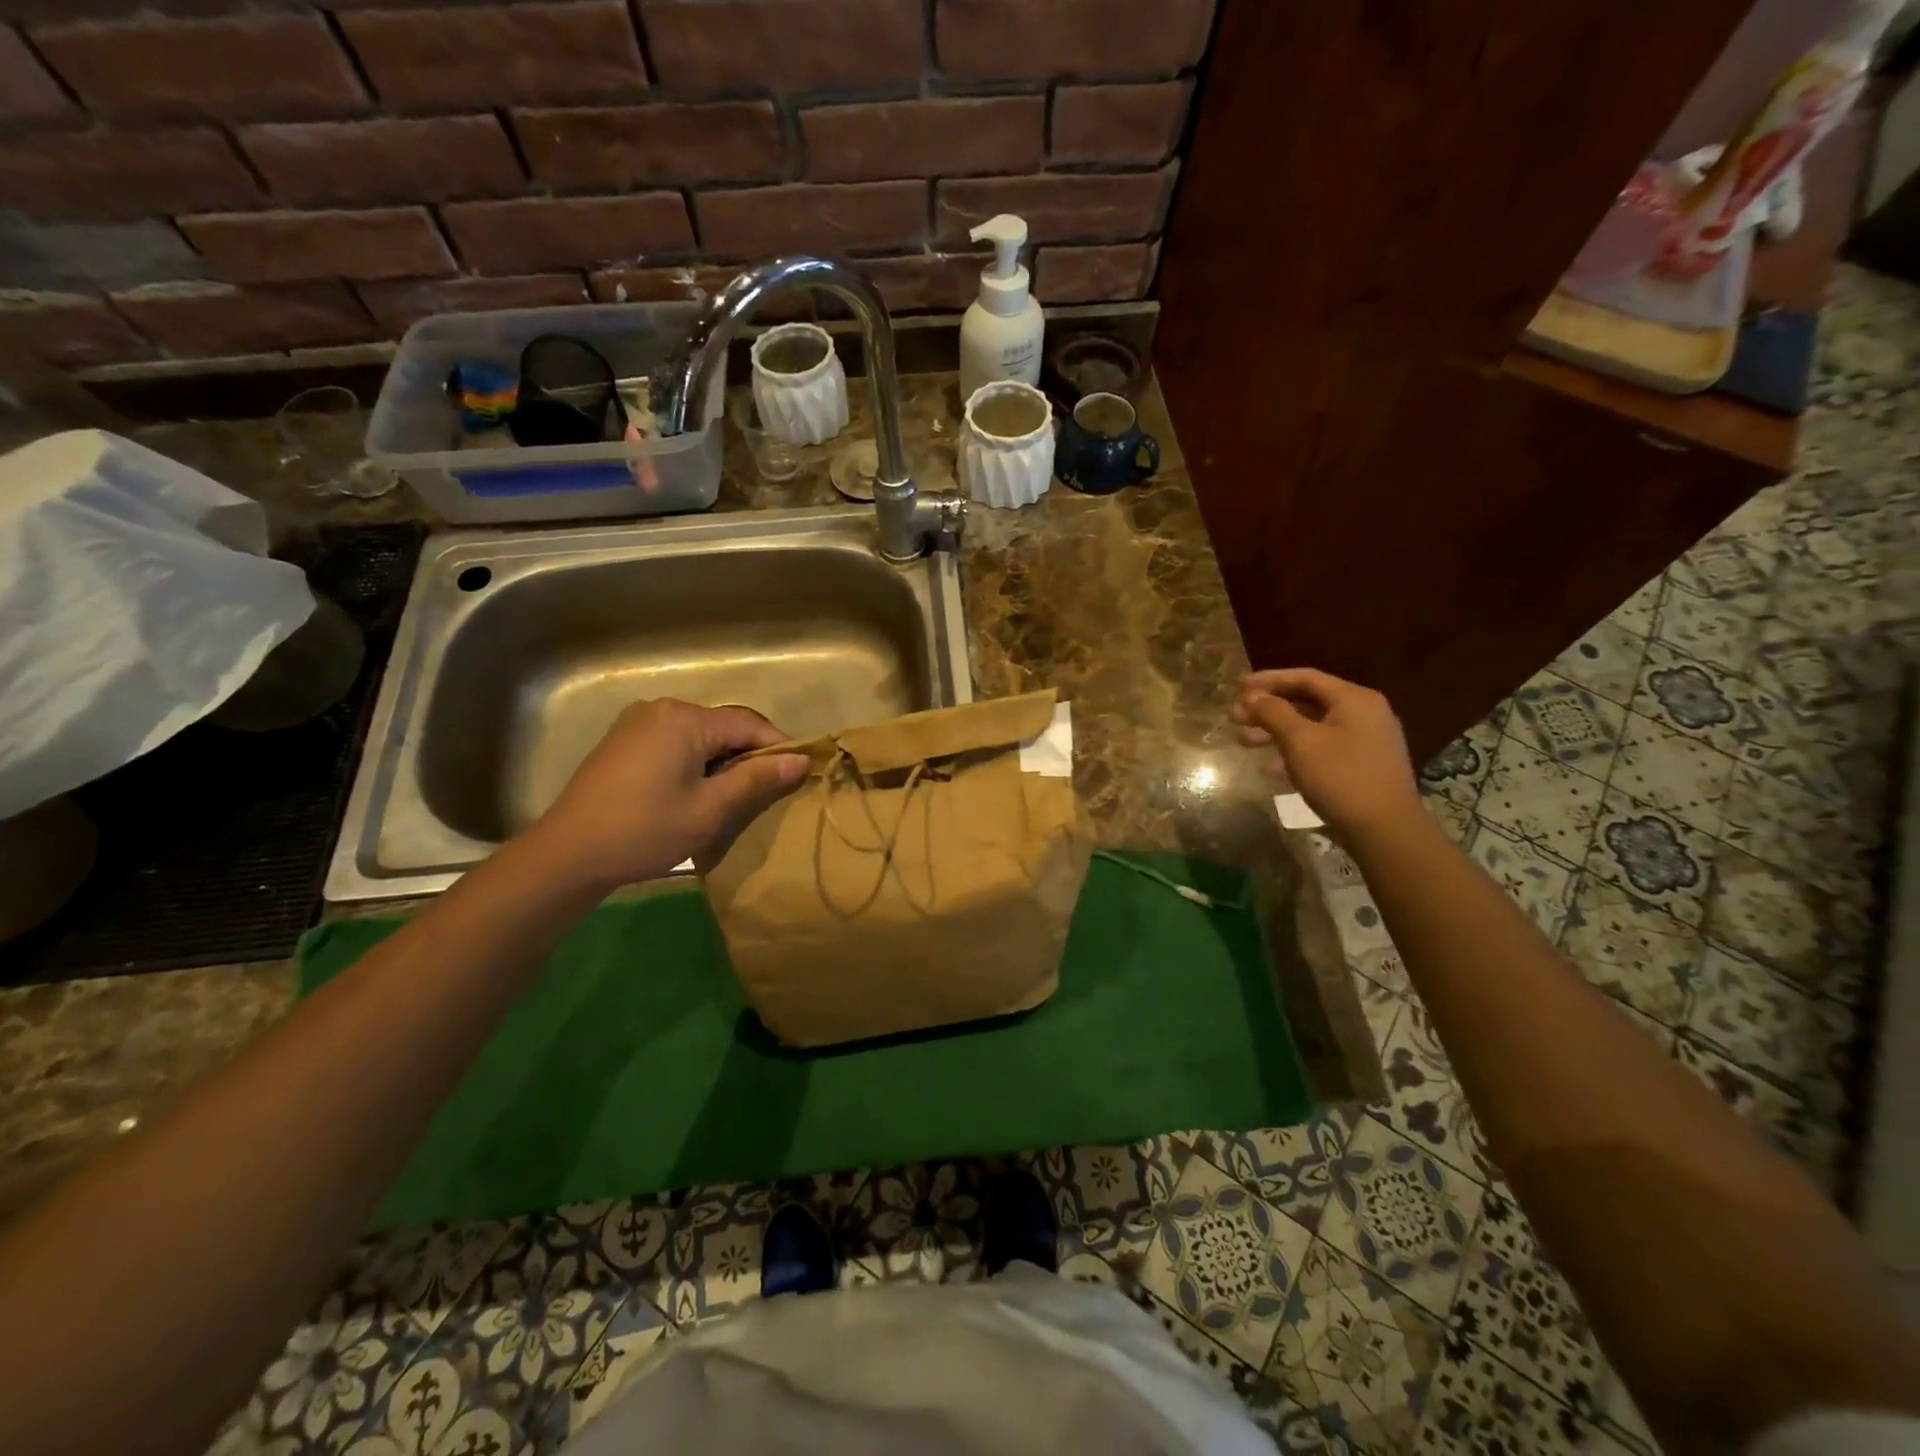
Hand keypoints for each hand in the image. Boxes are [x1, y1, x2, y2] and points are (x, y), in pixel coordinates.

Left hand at [529, 699, 807, 893]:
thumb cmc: (646, 830)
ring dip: (723, 759)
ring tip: (732, 796)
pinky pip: (676, 741)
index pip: (750, 724)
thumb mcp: (711, 809)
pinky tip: (695, 791)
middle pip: (725, 726)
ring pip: (701, 734)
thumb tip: (801, 760)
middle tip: (765, 792)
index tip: (798, 776)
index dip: (779, 747)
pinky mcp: (624, 739)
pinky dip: (696, 760)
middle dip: (749, 755)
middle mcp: (663, 708)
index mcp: (685, 719)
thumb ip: (758, 779)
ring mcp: (639, 721)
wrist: (568, 853)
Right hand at [1230, 668, 1422, 841]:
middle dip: (1268, 709)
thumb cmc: (1340, 777)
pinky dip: (1294, 752)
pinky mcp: (1362, 766)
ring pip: (1312, 727)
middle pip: (1307, 702)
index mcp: (1354, 699)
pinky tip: (1269, 767)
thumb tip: (1252, 696)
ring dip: (1276, 732)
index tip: (1237, 686)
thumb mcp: (1300, 741)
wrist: (1385, 830)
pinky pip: (1322, 748)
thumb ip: (1274, 713)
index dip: (1268, 679)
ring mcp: (1365, 741)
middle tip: (1235, 718)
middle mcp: (1364, 713)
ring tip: (1244, 742)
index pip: (1305, 677)